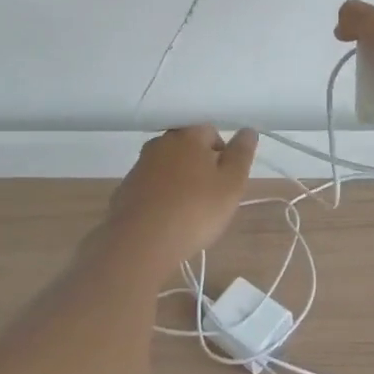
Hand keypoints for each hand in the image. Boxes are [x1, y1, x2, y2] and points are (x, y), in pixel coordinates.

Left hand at [107, 125, 257, 268]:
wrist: (140, 242)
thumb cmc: (194, 210)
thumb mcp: (232, 184)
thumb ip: (241, 154)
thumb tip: (247, 130)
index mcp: (188, 135)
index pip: (211, 132)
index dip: (223, 156)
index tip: (225, 183)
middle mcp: (161, 143)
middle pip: (187, 148)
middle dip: (200, 167)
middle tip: (209, 198)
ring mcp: (140, 166)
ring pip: (168, 167)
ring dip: (179, 182)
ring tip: (187, 212)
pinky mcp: (125, 189)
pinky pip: (150, 187)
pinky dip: (160, 197)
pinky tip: (165, 220)